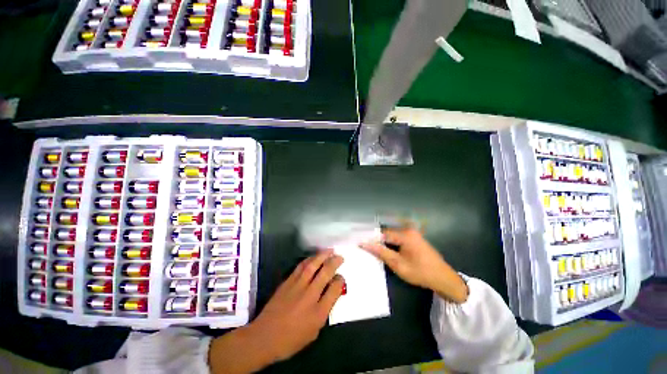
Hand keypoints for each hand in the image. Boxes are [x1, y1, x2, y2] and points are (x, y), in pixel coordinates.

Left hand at [209, 250, 344, 373]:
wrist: (264, 337)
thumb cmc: (291, 340)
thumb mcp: (314, 331)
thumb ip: (325, 311)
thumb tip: (332, 293)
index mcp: (318, 313)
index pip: (334, 289)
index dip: (340, 281)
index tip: (341, 277)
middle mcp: (309, 296)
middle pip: (325, 273)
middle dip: (334, 262)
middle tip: (340, 257)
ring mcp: (297, 287)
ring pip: (313, 266)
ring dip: (322, 256)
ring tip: (330, 250)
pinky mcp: (287, 282)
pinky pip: (300, 267)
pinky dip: (309, 259)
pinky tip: (314, 257)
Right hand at [360, 227, 468, 303]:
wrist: (443, 278)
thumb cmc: (420, 272)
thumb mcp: (398, 264)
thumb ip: (380, 252)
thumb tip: (364, 243)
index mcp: (405, 234)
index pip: (382, 233)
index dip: (371, 238)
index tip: (361, 243)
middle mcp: (408, 230)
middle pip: (387, 232)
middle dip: (377, 239)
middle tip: (367, 247)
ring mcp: (412, 233)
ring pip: (392, 235)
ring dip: (384, 241)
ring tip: (375, 249)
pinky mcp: (414, 237)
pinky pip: (398, 237)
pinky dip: (391, 242)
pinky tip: (387, 250)